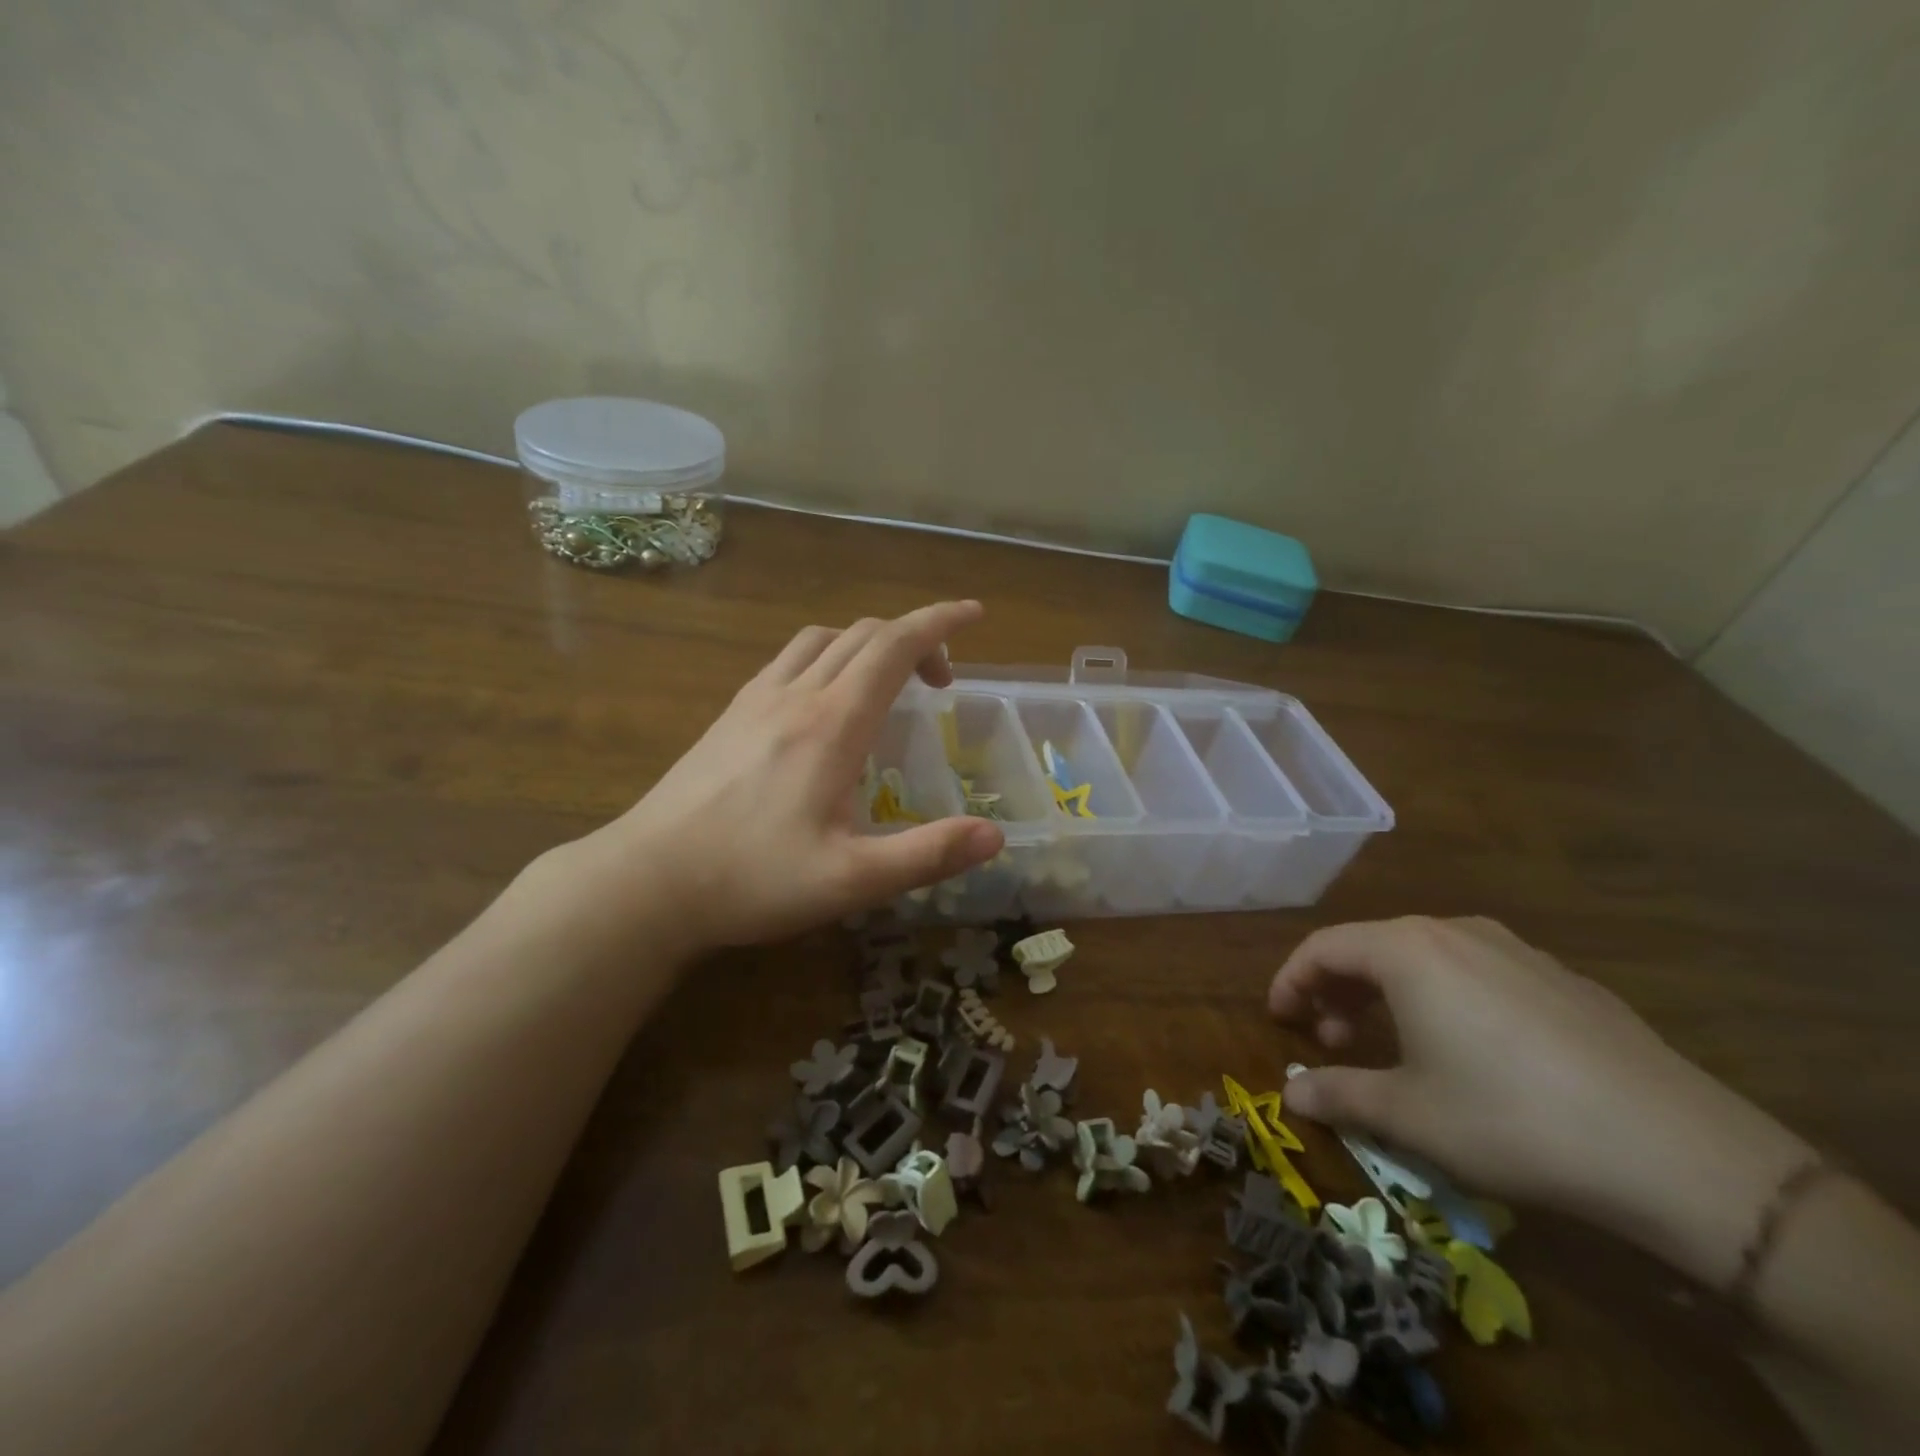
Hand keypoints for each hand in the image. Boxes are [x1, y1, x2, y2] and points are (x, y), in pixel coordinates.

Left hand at [567, 601, 1004, 953]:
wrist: (647, 881)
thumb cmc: (752, 880)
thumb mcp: (850, 881)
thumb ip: (926, 855)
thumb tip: (995, 836)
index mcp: (832, 724)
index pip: (894, 646)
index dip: (939, 623)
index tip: (973, 613)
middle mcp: (796, 695)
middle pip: (863, 634)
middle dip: (914, 638)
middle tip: (942, 682)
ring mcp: (756, 700)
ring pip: (822, 639)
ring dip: (868, 644)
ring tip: (889, 683)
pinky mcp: (730, 714)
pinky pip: (790, 659)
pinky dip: (828, 656)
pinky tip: (825, 700)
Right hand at [1270, 916, 1812, 1285]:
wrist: (1681, 1155)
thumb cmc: (1513, 1121)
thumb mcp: (1410, 1115)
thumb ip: (1339, 1095)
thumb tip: (1289, 1094)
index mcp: (1408, 950)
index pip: (1322, 947)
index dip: (1290, 981)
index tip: (1278, 1020)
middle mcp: (1456, 932)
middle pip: (1371, 946)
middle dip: (1338, 990)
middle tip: (1332, 1040)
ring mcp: (1517, 951)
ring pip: (1425, 957)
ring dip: (1388, 993)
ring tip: (1393, 1044)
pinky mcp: (1563, 979)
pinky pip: (1477, 972)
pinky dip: (1443, 997)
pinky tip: (1468, 1050)